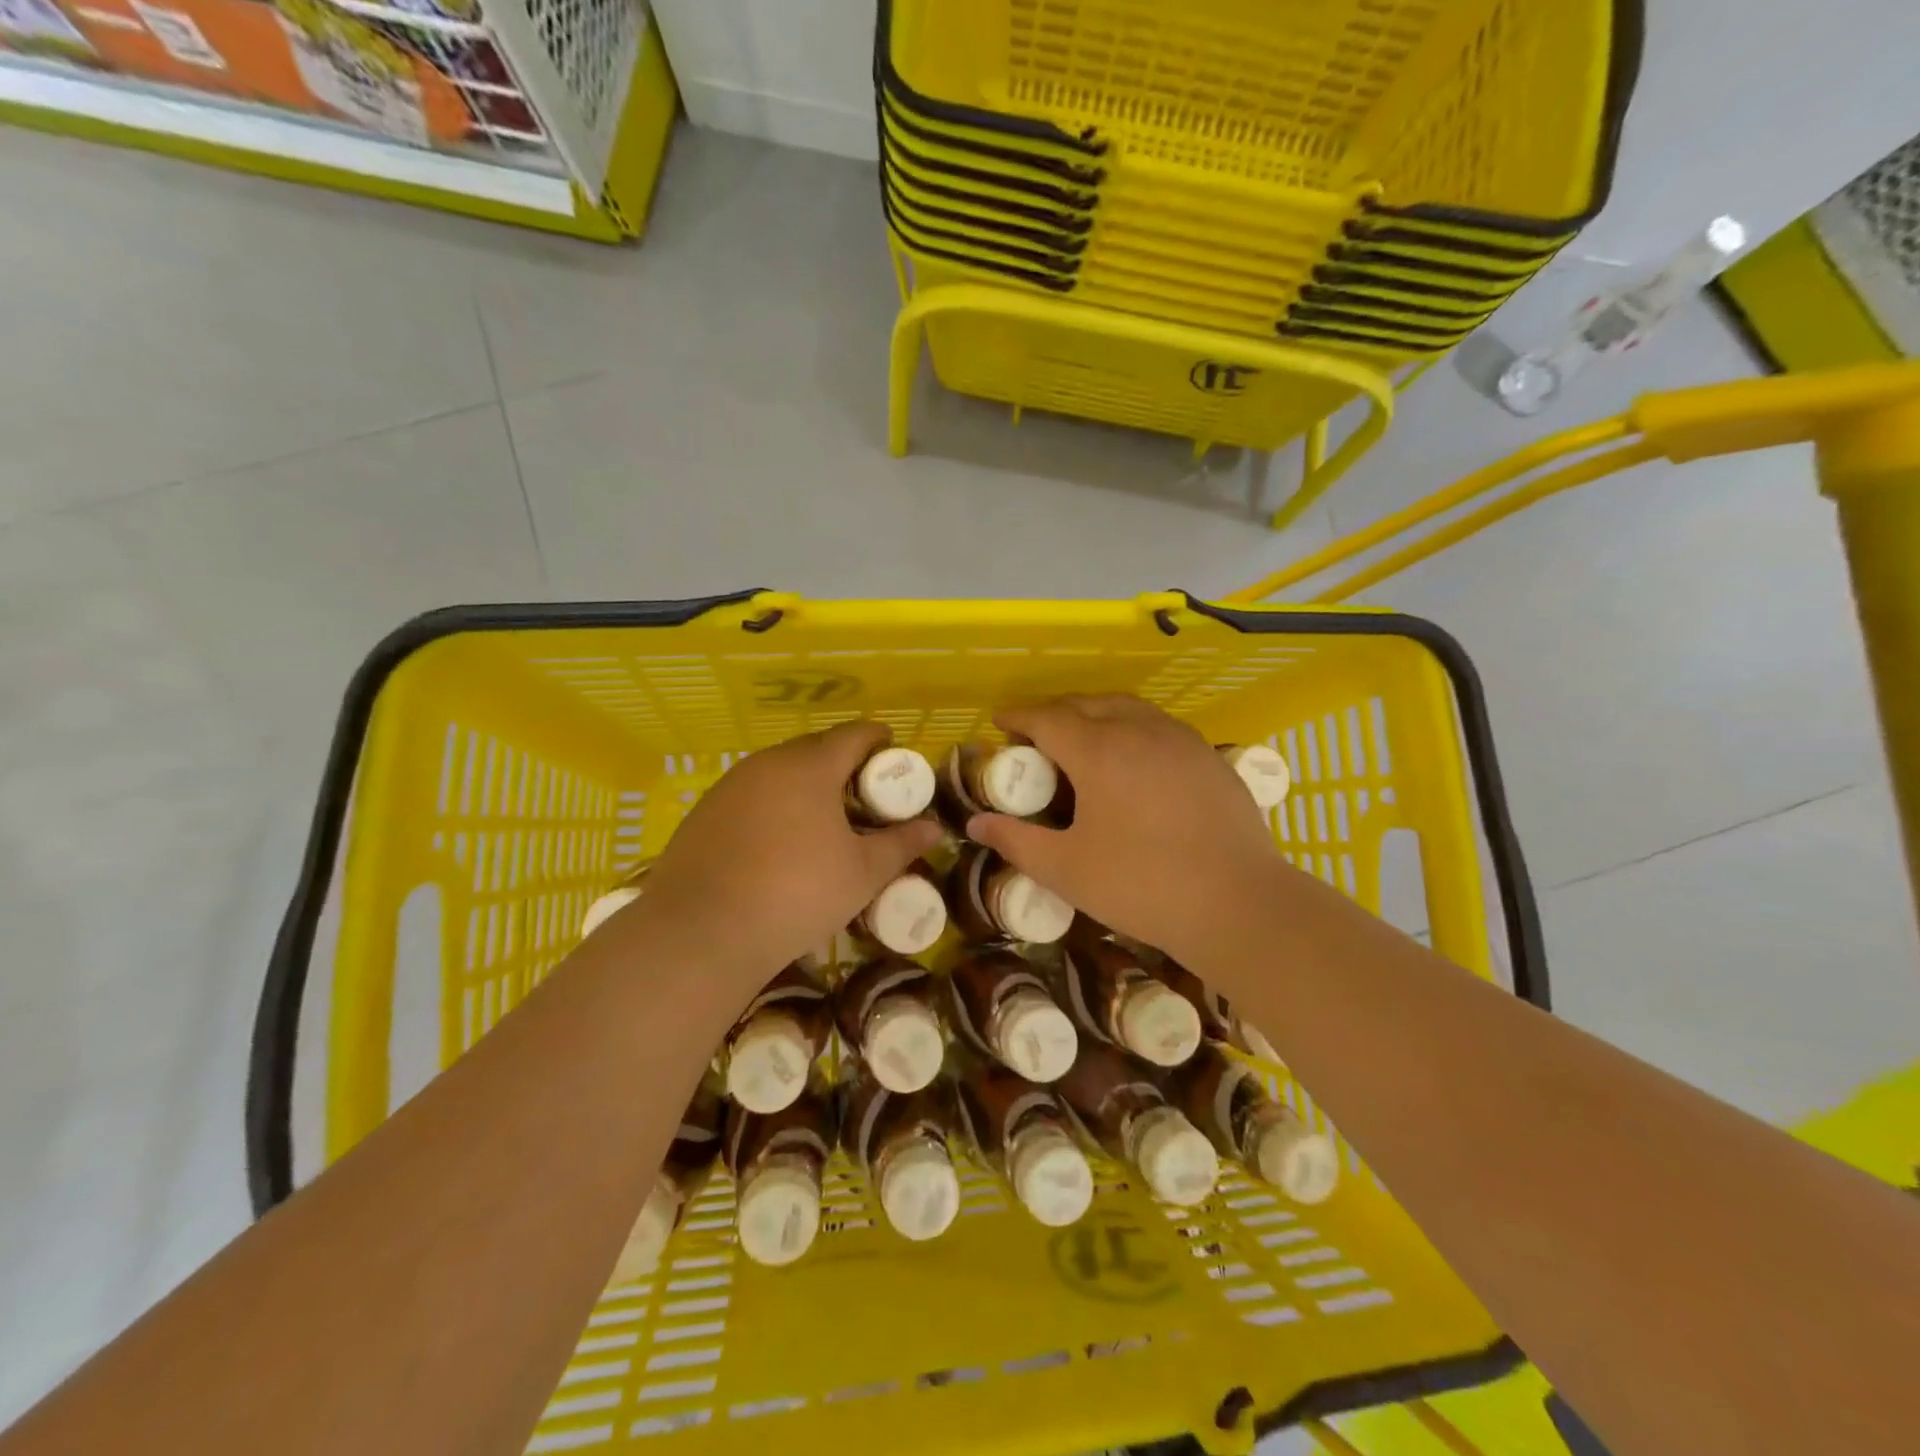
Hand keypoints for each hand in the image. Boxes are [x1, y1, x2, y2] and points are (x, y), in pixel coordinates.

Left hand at [627, 722, 941, 991]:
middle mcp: (767, 763)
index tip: (895, 761)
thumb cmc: (797, 894)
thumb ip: (901, 844)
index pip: (855, 735)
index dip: (880, 742)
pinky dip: (773, 805)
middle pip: (815, 749)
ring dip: (806, 785)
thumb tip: (934, 828)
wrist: (701, 934)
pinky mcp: (703, 813)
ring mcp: (729, 786)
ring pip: (779, 772)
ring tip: (823, 821)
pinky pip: (751, 795)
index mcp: (810, 766)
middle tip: (864, 798)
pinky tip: (777, 843)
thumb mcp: (862, 874)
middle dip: (844, 765)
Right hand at [967, 696, 1280, 969]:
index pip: (1047, 718)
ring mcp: (1181, 740)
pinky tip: (1135, 759)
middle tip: (1036, 735)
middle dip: (1056, 712)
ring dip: (1097, 713)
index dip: (1018, 717)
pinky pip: (1160, 726)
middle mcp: (1139, 731)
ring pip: (1129, 709)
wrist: (1238, 903)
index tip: (1000, 721)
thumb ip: (1016, 841)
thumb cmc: (1141, 885)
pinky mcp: (1210, 757)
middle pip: (1088, 704)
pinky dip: (1133, 728)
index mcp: (1099, 751)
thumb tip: (976, 824)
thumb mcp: (1066, 869)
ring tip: (1083, 738)